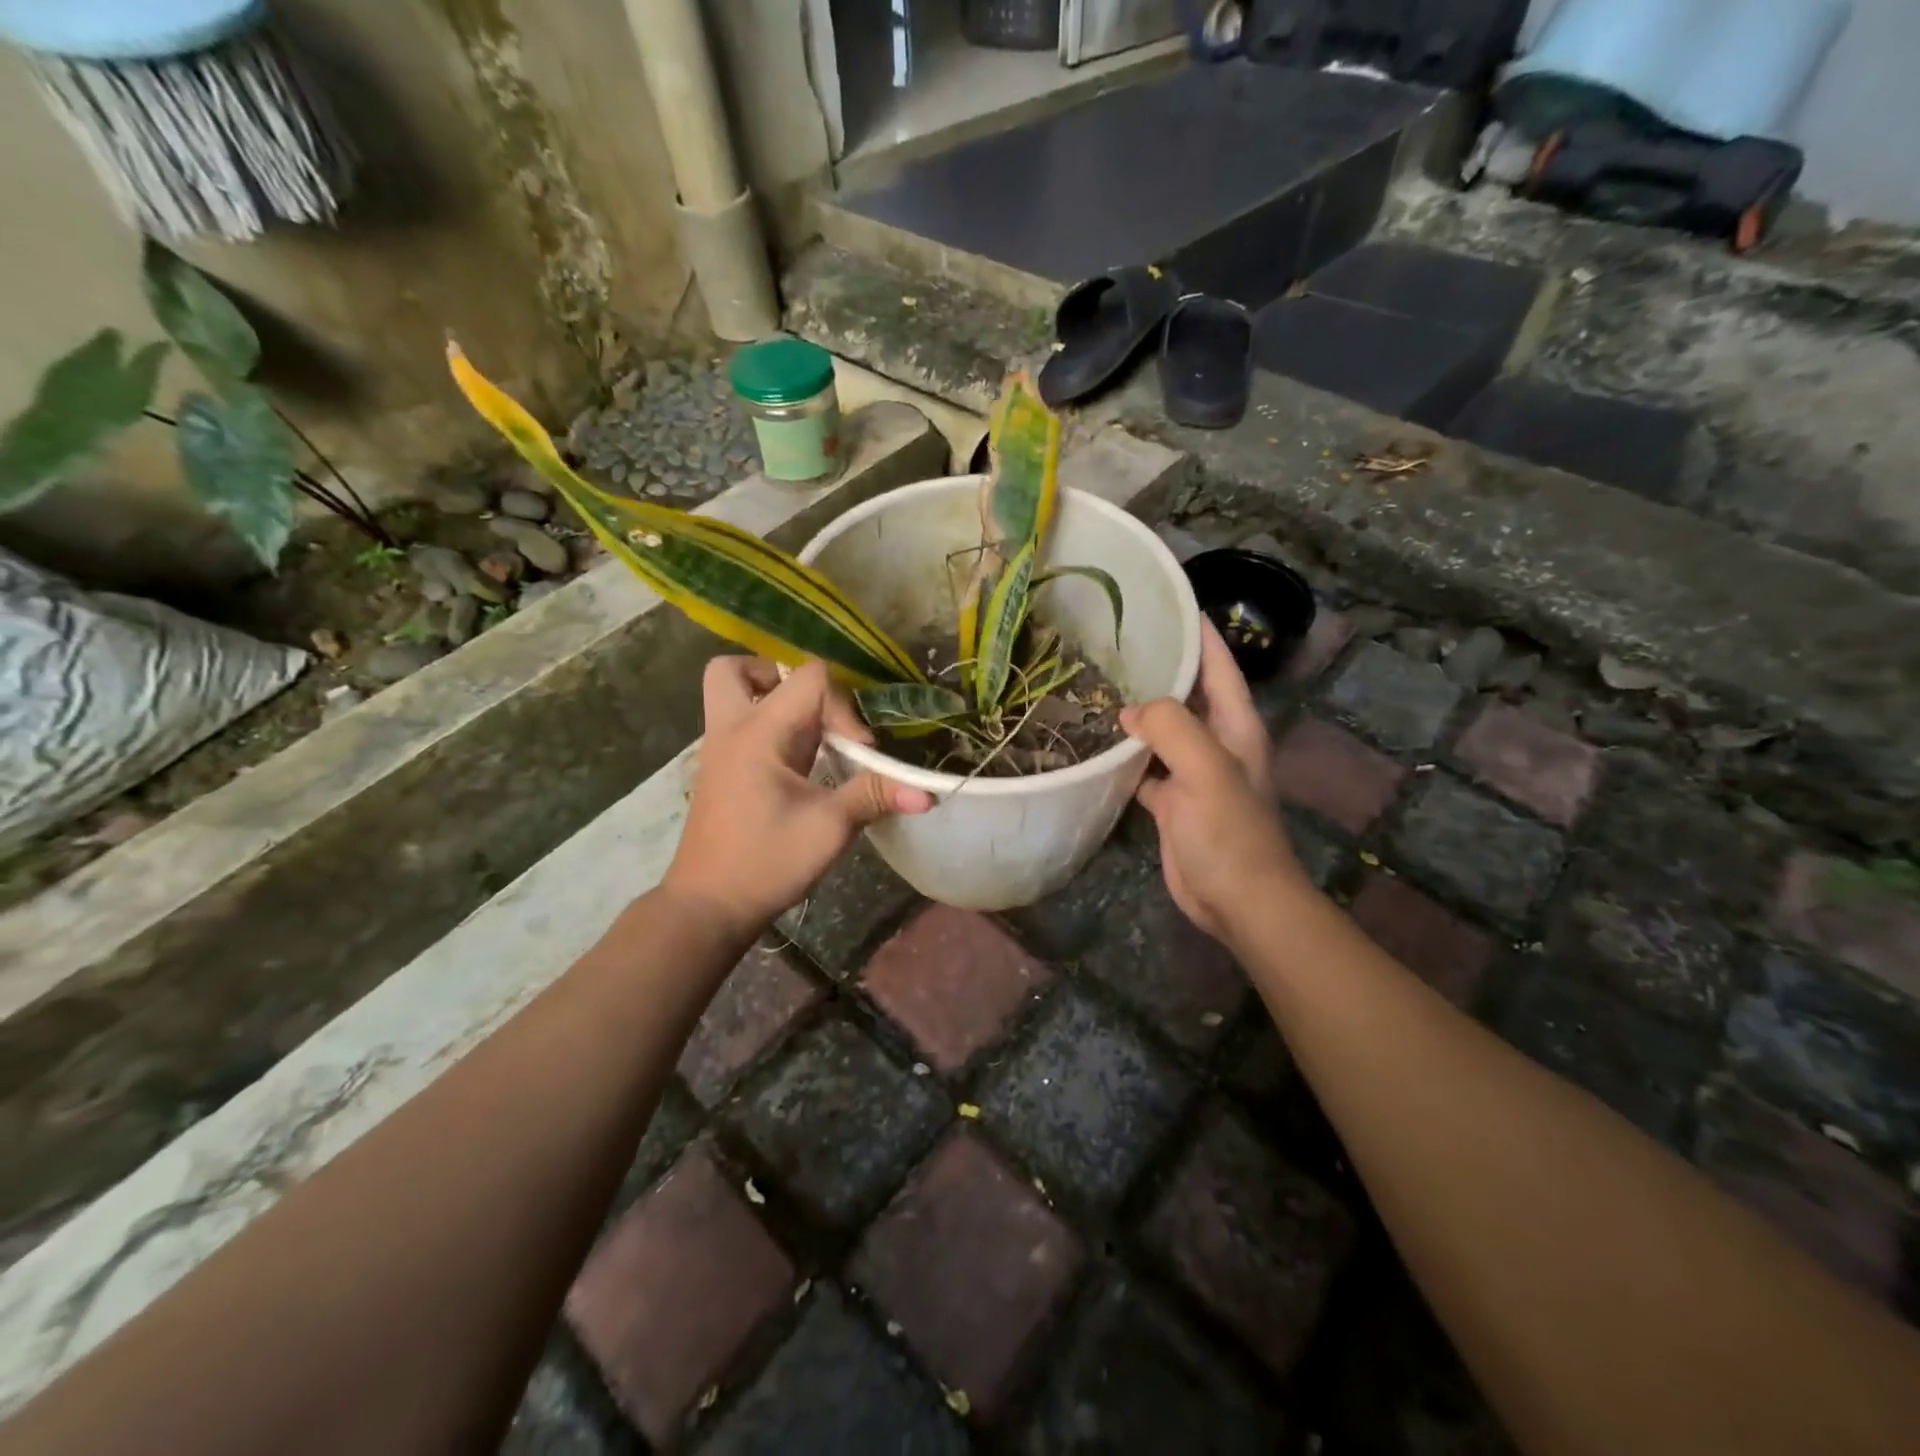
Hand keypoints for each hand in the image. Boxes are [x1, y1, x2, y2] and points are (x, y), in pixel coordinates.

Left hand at [663, 658, 932, 940]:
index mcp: (757, 733)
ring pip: (733, 694)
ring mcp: (720, 750)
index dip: (844, 705)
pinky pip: (740, 724)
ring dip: (771, 700)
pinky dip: (769, 727)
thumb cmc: (766, 862)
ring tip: (810, 734)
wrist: (708, 906)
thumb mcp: (829, 828)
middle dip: (780, 676)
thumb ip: (875, 796)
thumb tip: (928, 793)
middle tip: (814, 710)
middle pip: (738, 669)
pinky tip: (800, 763)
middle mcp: (732, 730)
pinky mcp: (722, 770)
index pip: (808, 678)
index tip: (859, 750)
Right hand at [1121, 619, 1307, 941]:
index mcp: (1235, 725)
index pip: (1217, 664)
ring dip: (1136, 709)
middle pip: (1187, 692)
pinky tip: (1094, 742)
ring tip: (1095, 682)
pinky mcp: (1172, 800)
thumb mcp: (1205, 768)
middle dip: (1157, 666)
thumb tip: (1129, 710)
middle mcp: (1216, 741)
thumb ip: (1170, 726)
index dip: (1198, 631)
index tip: (1167, 601)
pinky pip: (1144, 765)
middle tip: (1112, 640)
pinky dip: (1123, 753)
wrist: (1237, 899)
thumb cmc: (1230, 832)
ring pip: (1162, 728)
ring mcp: (1193, 772)